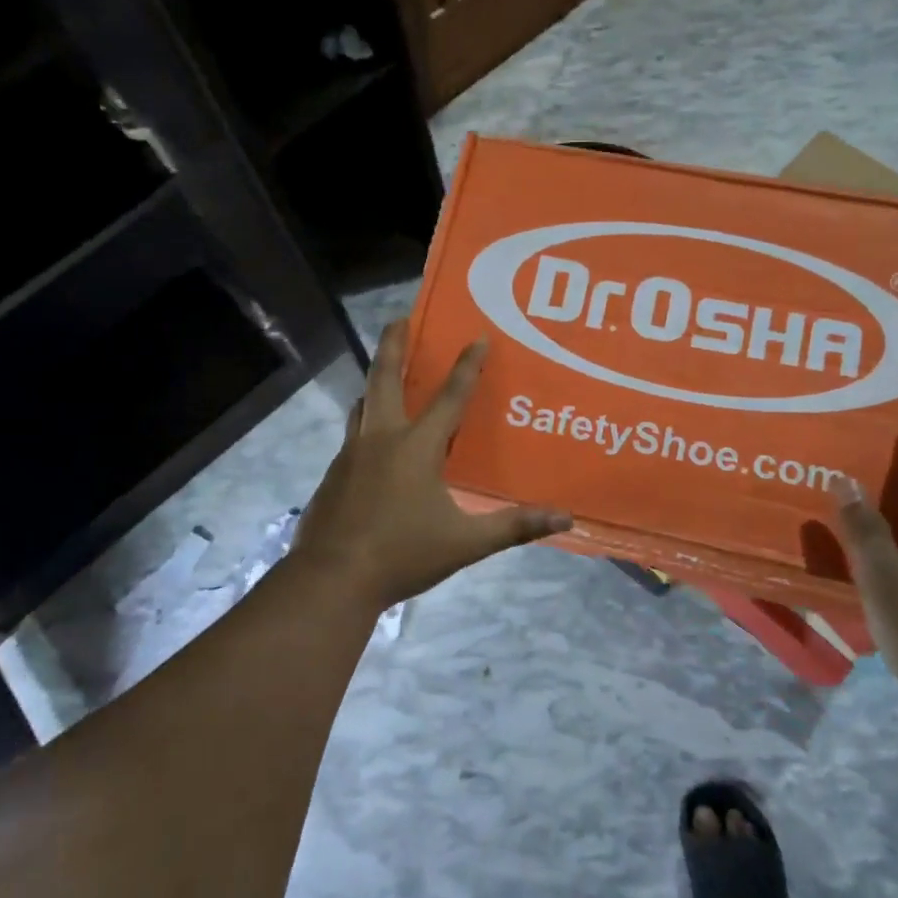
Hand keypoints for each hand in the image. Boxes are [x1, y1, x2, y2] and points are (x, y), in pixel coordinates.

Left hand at [290, 321, 571, 610]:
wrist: (332, 579)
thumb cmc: (402, 555)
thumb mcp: (465, 542)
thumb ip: (514, 526)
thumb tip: (565, 519)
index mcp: (416, 447)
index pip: (450, 397)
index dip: (467, 366)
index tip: (477, 335)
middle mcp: (380, 439)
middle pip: (384, 378)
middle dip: (393, 344)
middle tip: (400, 318)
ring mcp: (351, 454)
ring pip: (363, 404)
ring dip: (375, 382)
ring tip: (385, 373)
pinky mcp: (334, 474)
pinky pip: (353, 435)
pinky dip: (365, 422)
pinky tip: (373, 442)